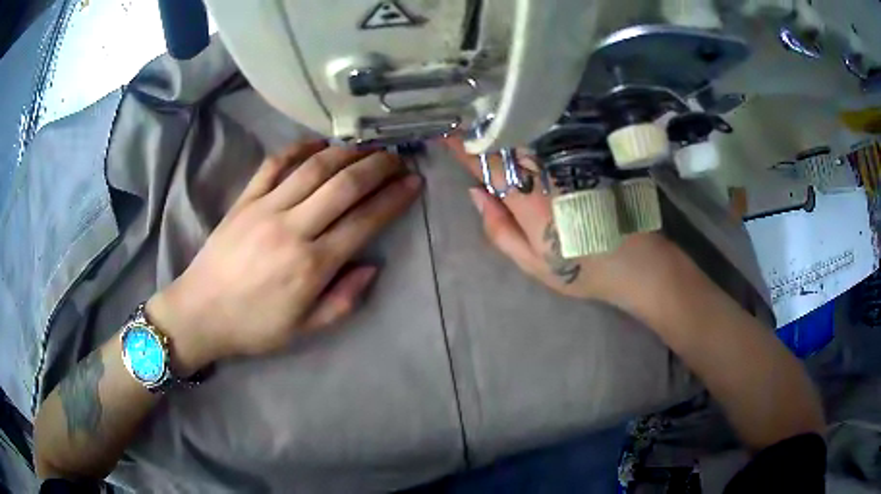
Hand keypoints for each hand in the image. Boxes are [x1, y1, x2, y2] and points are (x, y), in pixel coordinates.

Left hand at [148, 142, 421, 373]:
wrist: (200, 312)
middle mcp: (292, 228)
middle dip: (378, 166)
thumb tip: (371, 266)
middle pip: (344, 185)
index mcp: (311, 265)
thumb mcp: (304, 329)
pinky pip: (274, 164)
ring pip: (314, 168)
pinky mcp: (244, 199)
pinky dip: (299, 148)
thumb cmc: (254, 326)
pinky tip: (318, 143)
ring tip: (368, 146)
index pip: (364, 221)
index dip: (394, 199)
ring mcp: (265, 208)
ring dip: (347, 152)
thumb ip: (343, 300)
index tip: (414, 182)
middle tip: (398, 157)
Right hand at [444, 138, 711, 321]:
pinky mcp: (589, 160)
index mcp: (532, 203)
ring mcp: (572, 164)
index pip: (490, 167)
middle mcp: (550, 175)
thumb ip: (500, 230)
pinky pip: (553, 138)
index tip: (445, 132)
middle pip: (510, 142)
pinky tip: (522, 122)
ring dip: (505, 124)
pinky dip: (532, 129)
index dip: (465, 149)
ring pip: (530, 136)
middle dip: (483, 128)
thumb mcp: (533, 264)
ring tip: (484, 116)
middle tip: (461, 116)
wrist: (639, 264)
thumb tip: (476, 194)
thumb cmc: (583, 270)